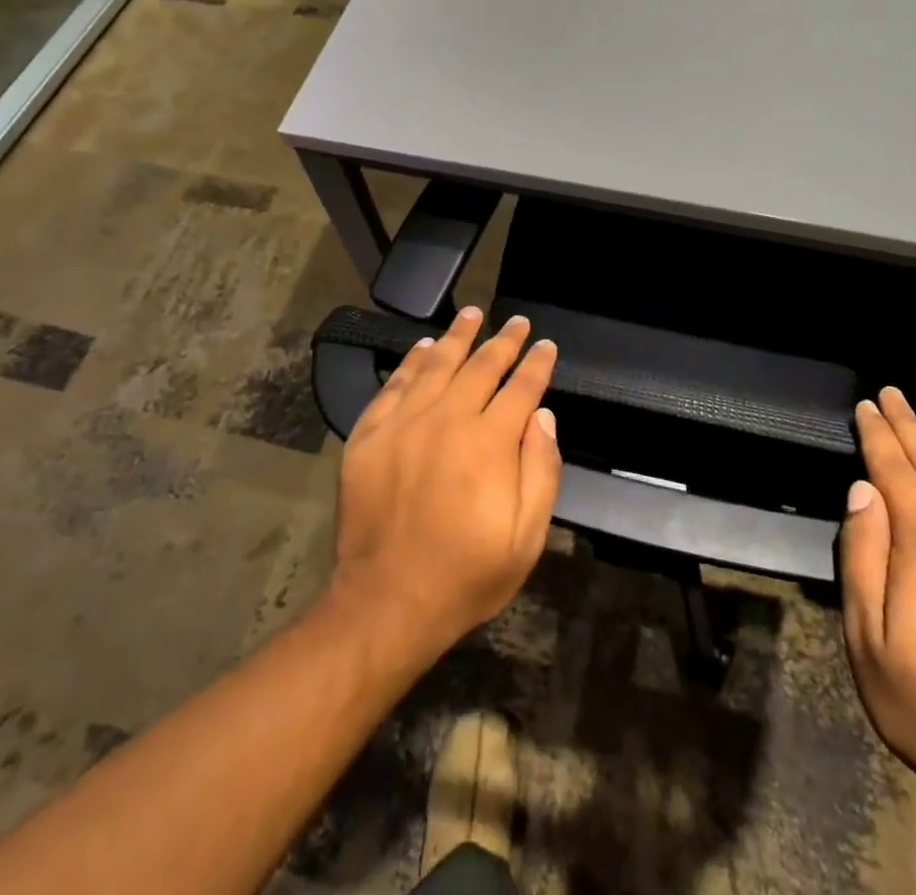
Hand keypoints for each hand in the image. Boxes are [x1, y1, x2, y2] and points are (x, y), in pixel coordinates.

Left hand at [331, 307, 561, 662]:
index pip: (521, 388)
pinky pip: (395, 384)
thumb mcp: (525, 539)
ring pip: (437, 365)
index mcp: (489, 443)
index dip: (536, 363)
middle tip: (516, 321)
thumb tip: (543, 415)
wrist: (385, 601)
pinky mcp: (370, 434)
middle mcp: (447, 420)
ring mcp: (404, 423)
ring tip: (472, 313)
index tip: (545, 345)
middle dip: (503, 341)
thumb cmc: (465, 574)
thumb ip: (540, 470)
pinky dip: (412, 361)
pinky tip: (423, 347)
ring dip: (458, 337)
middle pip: (481, 366)